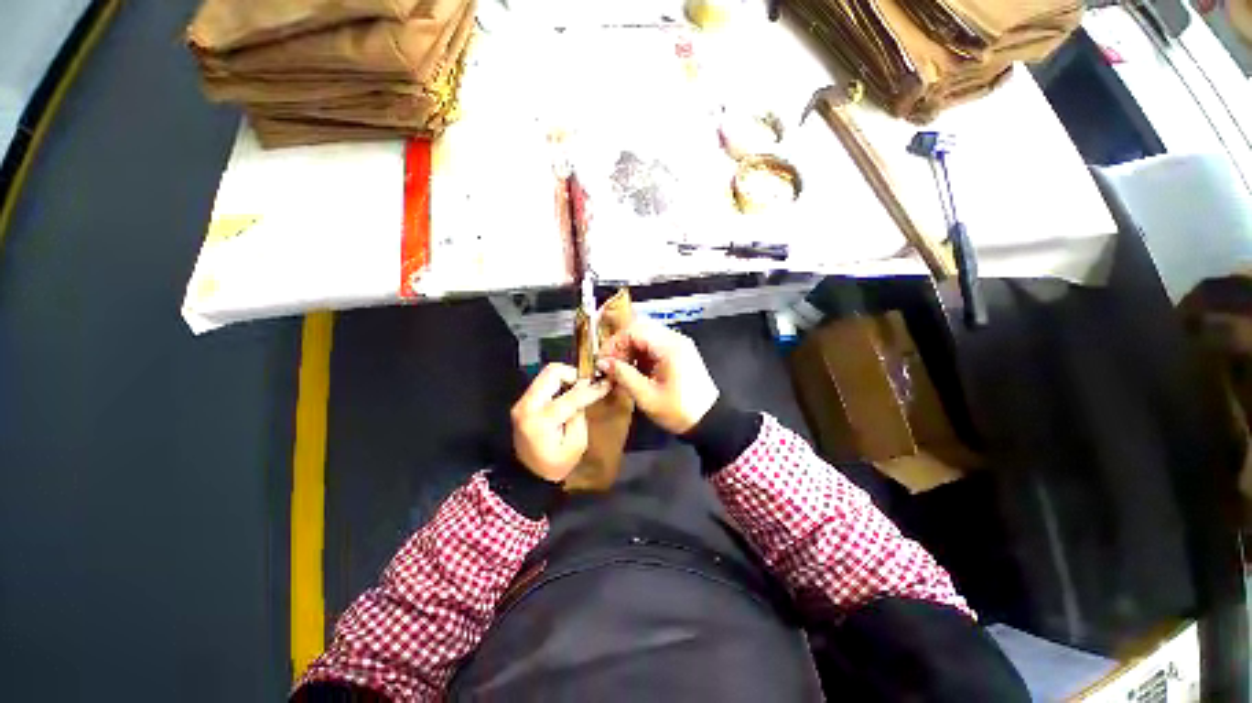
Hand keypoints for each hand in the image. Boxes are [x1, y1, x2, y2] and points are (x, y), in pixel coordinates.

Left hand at [511, 363, 610, 481]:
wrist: (527, 474)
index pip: (571, 397)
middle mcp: (527, 406)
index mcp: (541, 421)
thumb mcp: (576, 445)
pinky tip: (568, 393)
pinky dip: (558, 382)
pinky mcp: (522, 401)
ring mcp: (522, 402)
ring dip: (566, 377)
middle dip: (574, 375)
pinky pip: (543, 382)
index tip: (606, 383)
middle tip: (587, 385)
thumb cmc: (555, 464)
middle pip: (552, 373)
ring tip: (579, 389)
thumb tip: (585, 392)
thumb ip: (580, 415)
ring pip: (546, 373)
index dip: (591, 389)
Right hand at [597, 320, 719, 433]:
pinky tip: (634, 370)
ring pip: (646, 336)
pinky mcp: (679, 352)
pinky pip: (654, 345)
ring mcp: (679, 344)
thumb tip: (603, 363)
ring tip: (620, 370)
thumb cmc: (678, 410)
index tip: (603, 361)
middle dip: (621, 345)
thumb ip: (624, 376)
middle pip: (640, 329)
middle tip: (610, 365)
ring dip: (630, 349)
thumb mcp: (647, 396)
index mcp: (669, 346)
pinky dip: (641, 354)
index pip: (634, 330)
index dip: (614, 343)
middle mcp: (675, 339)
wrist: (709, 421)